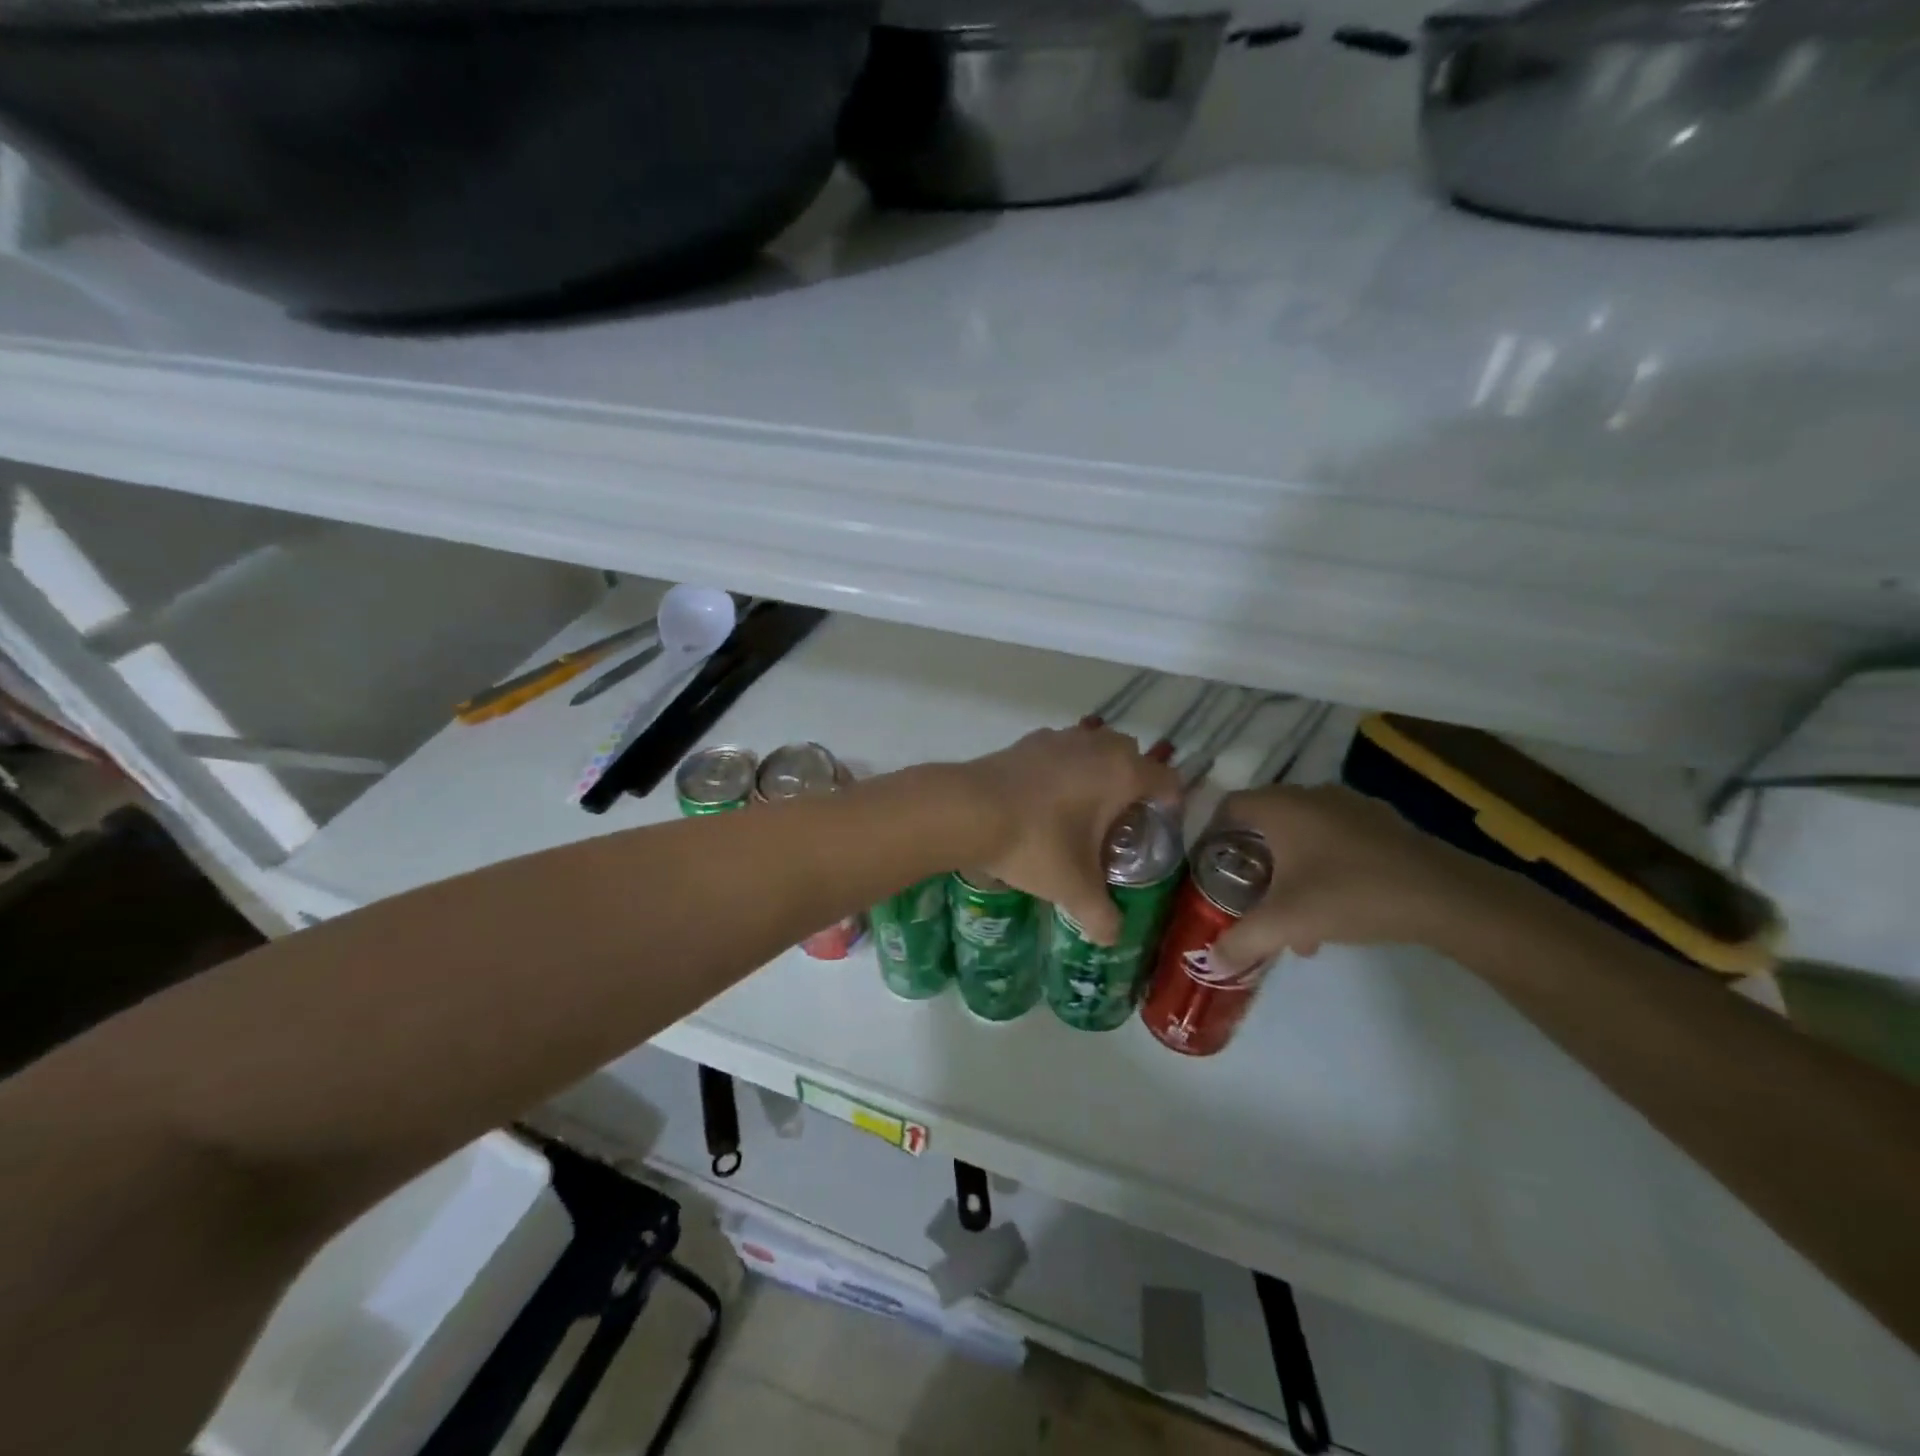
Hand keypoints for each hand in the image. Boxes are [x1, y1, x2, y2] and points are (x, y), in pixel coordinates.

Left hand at [957, 727, 1180, 944]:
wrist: (968, 809)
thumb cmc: (1035, 844)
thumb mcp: (1073, 888)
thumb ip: (1101, 916)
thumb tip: (1112, 938)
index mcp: (1122, 773)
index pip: (1166, 779)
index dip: (1170, 803)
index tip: (1158, 827)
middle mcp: (1096, 746)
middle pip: (1131, 756)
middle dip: (1132, 784)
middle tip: (1119, 822)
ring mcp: (1059, 738)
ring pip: (1093, 747)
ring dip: (1096, 771)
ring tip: (1081, 811)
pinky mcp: (1026, 741)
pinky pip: (1060, 750)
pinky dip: (1062, 768)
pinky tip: (1044, 801)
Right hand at [1209, 783, 1480, 975]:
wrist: (1447, 897)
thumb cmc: (1351, 894)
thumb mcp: (1286, 922)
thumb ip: (1242, 941)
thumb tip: (1211, 962)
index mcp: (1281, 806)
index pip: (1228, 807)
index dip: (1212, 836)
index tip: (1209, 870)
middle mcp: (1311, 795)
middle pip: (1265, 824)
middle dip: (1254, 864)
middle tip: (1249, 899)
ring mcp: (1351, 806)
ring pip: (1302, 836)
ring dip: (1290, 873)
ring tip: (1296, 921)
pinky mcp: (1383, 825)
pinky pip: (1335, 840)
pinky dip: (1323, 868)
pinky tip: (1337, 910)